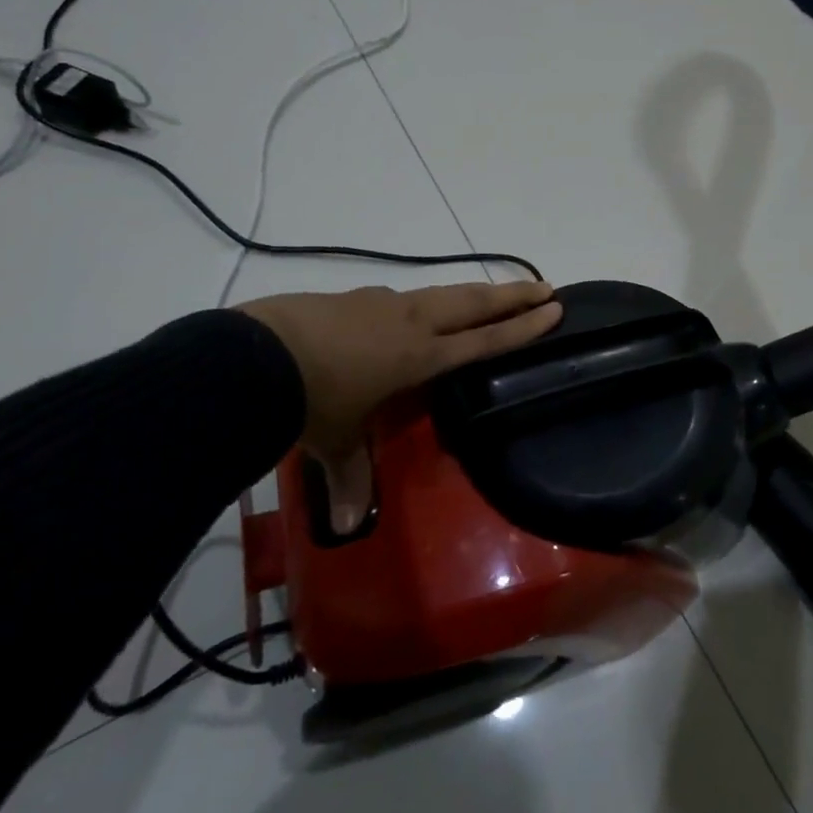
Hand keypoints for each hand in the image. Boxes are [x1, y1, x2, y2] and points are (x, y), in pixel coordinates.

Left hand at [238, 281, 561, 530]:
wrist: (258, 354)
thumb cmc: (311, 399)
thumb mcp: (334, 441)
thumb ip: (349, 477)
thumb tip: (348, 525)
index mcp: (419, 356)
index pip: (483, 341)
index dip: (521, 327)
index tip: (554, 309)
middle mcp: (410, 323)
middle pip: (473, 304)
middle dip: (512, 296)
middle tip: (545, 286)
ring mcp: (382, 304)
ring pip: (442, 293)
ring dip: (472, 293)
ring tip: (489, 294)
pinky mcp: (354, 298)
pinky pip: (402, 298)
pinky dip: (424, 301)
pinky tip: (413, 310)